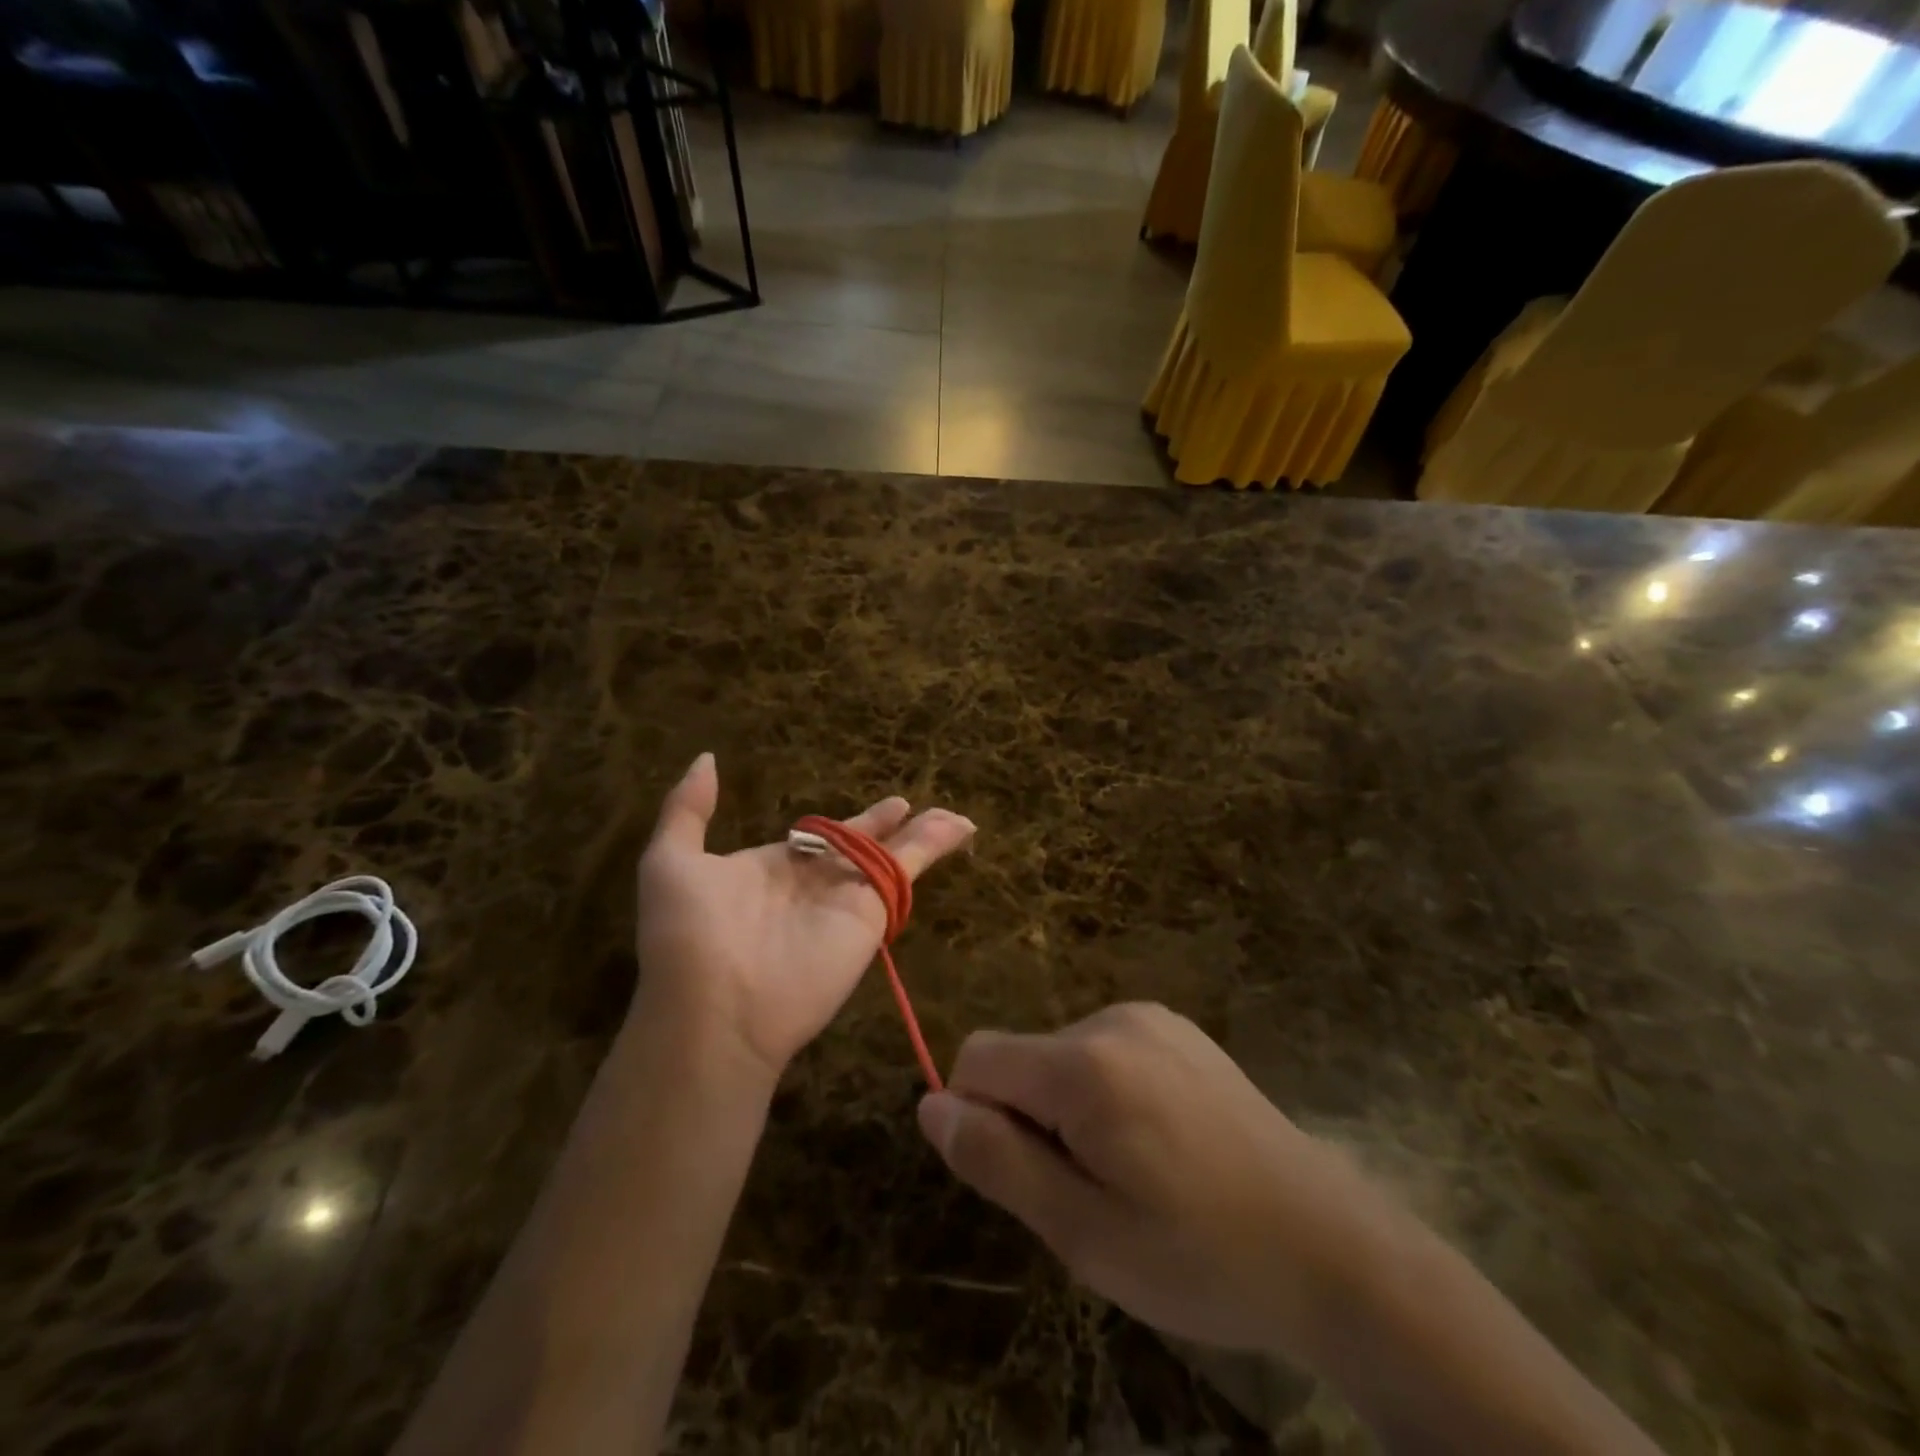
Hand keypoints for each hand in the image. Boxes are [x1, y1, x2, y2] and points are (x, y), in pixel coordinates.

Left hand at [634, 753, 975, 1082]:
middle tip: (909, 806)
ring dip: (923, 834)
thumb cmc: (688, 932)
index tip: (869, 809)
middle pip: (862, 844)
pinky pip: (907, 870)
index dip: (846, 822)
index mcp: (776, 866)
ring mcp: (847, 896)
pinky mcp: (872, 911)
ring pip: (893, 855)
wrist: (716, 1008)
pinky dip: (935, 847)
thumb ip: (689, 808)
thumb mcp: (671, 860)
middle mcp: (816, 881)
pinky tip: (960, 827)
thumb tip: (706, 759)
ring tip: (955, 818)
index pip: (820, 837)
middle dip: (887, 826)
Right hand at [916, 1003, 1390, 1354]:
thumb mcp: (1083, 1232)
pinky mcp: (1179, 1030)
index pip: (977, 1058)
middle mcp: (1112, 1020)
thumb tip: (931, 1106)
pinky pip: (1105, 1051)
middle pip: (1022, 1058)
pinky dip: (1106, 1094)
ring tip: (1134, 1176)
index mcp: (1084, 1063)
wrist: (1332, 1247)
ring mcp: (1152, 1018)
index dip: (979, 1118)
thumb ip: (997, 1161)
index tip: (1026, 1177)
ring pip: (1062, 1057)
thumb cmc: (1200, 1255)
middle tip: (1091, 1195)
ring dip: (1070, 1111)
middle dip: (1032, 1121)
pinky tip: (1162, 1145)